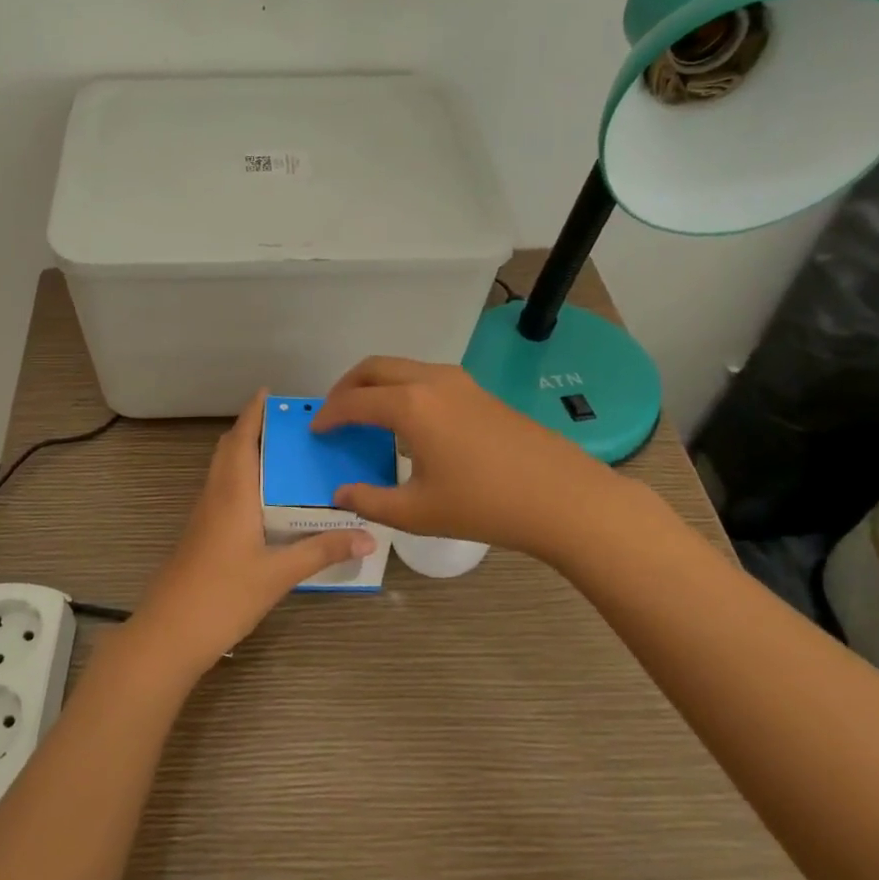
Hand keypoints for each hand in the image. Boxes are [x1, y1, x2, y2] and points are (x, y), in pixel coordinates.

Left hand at [131, 391, 374, 679]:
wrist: (170, 632)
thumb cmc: (224, 595)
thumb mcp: (279, 574)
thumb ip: (322, 551)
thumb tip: (368, 534)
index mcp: (233, 493)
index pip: (242, 439)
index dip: (254, 413)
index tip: (270, 393)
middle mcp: (216, 495)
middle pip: (230, 449)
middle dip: (253, 429)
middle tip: (289, 425)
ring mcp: (204, 515)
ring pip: (224, 470)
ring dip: (246, 453)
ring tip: (284, 455)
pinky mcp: (202, 534)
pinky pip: (223, 490)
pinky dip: (242, 478)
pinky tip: (266, 499)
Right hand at [311, 356, 606, 552]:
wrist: (562, 497)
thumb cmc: (484, 505)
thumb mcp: (418, 512)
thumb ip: (370, 501)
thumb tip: (341, 493)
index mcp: (410, 405)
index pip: (354, 401)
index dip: (329, 415)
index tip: (316, 429)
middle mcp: (430, 381)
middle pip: (375, 368)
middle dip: (347, 386)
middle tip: (334, 413)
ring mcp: (459, 382)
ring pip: (402, 367)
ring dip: (376, 384)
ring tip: (367, 415)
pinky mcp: (479, 391)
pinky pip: (425, 377)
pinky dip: (402, 389)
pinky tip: (408, 423)